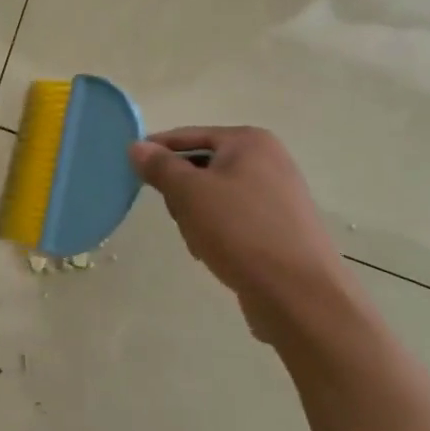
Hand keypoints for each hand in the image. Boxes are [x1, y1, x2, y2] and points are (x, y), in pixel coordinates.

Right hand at [130, 126, 360, 343]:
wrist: (299, 294)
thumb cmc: (240, 231)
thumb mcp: (189, 193)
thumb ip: (160, 166)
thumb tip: (137, 147)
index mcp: (249, 142)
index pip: (189, 135)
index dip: (158, 150)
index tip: (130, 169)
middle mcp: (268, 161)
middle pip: (201, 167)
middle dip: (181, 192)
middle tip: (178, 215)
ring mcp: (277, 196)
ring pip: (213, 197)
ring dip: (196, 217)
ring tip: (200, 242)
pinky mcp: (279, 229)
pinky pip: (233, 220)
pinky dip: (217, 233)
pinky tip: (216, 255)